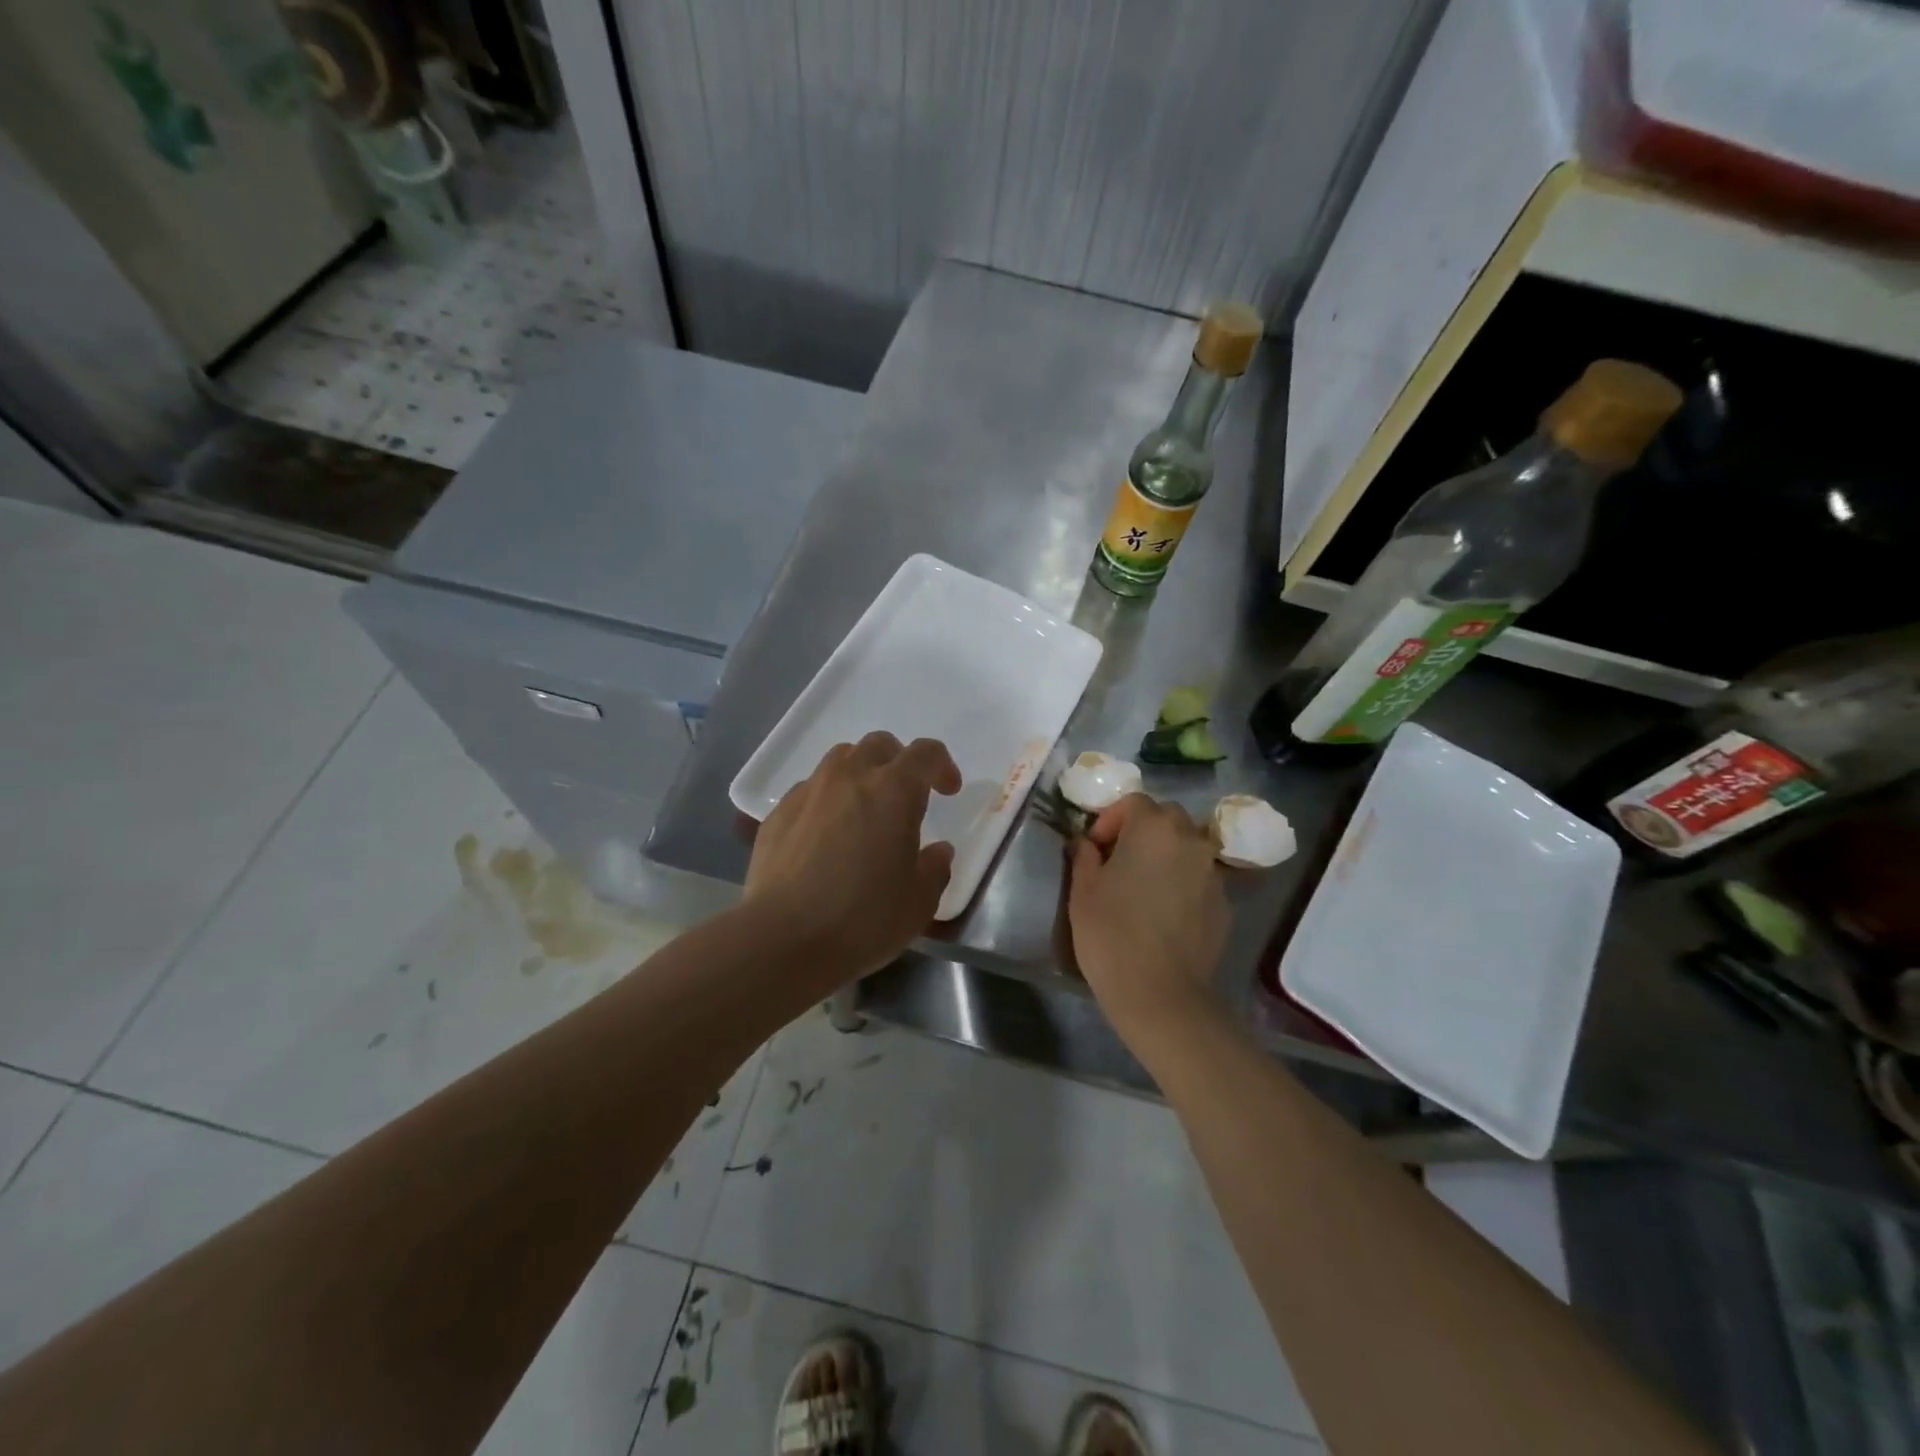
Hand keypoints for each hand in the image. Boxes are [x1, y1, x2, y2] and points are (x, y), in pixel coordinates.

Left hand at [744, 731, 961, 983]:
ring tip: (864, 810)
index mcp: (893, 790)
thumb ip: (935, 868)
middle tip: (906, 796)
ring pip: (840, 760)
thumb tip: (938, 851)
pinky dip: (827, 801)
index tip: (948, 791)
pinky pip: (810, 791)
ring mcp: (808, 792)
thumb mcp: (919, 902)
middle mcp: (849, 777)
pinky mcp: (777, 814)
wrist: (782, 940)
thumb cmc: (863, 918)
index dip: (942, 765)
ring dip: (860, 774)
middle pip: (879, 745)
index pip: (926, 753)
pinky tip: (826, 837)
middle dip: (899, 762)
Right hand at [1068, 794, 1229, 1046]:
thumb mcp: (1082, 892)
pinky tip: (1165, 912)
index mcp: (1153, 829)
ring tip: (1144, 885)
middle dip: (1142, 830)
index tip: (1095, 848)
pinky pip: (1200, 878)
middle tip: (1119, 859)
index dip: (1110, 819)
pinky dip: (1183, 882)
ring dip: (1165, 854)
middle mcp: (1190, 840)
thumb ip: (1084, 857)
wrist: (1160, 993)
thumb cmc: (1111, 934)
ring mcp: (1212, 872)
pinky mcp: (1224, 903)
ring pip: (1187, 847)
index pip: (1134, 802)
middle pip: (1166, 818)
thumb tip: (1085, 843)